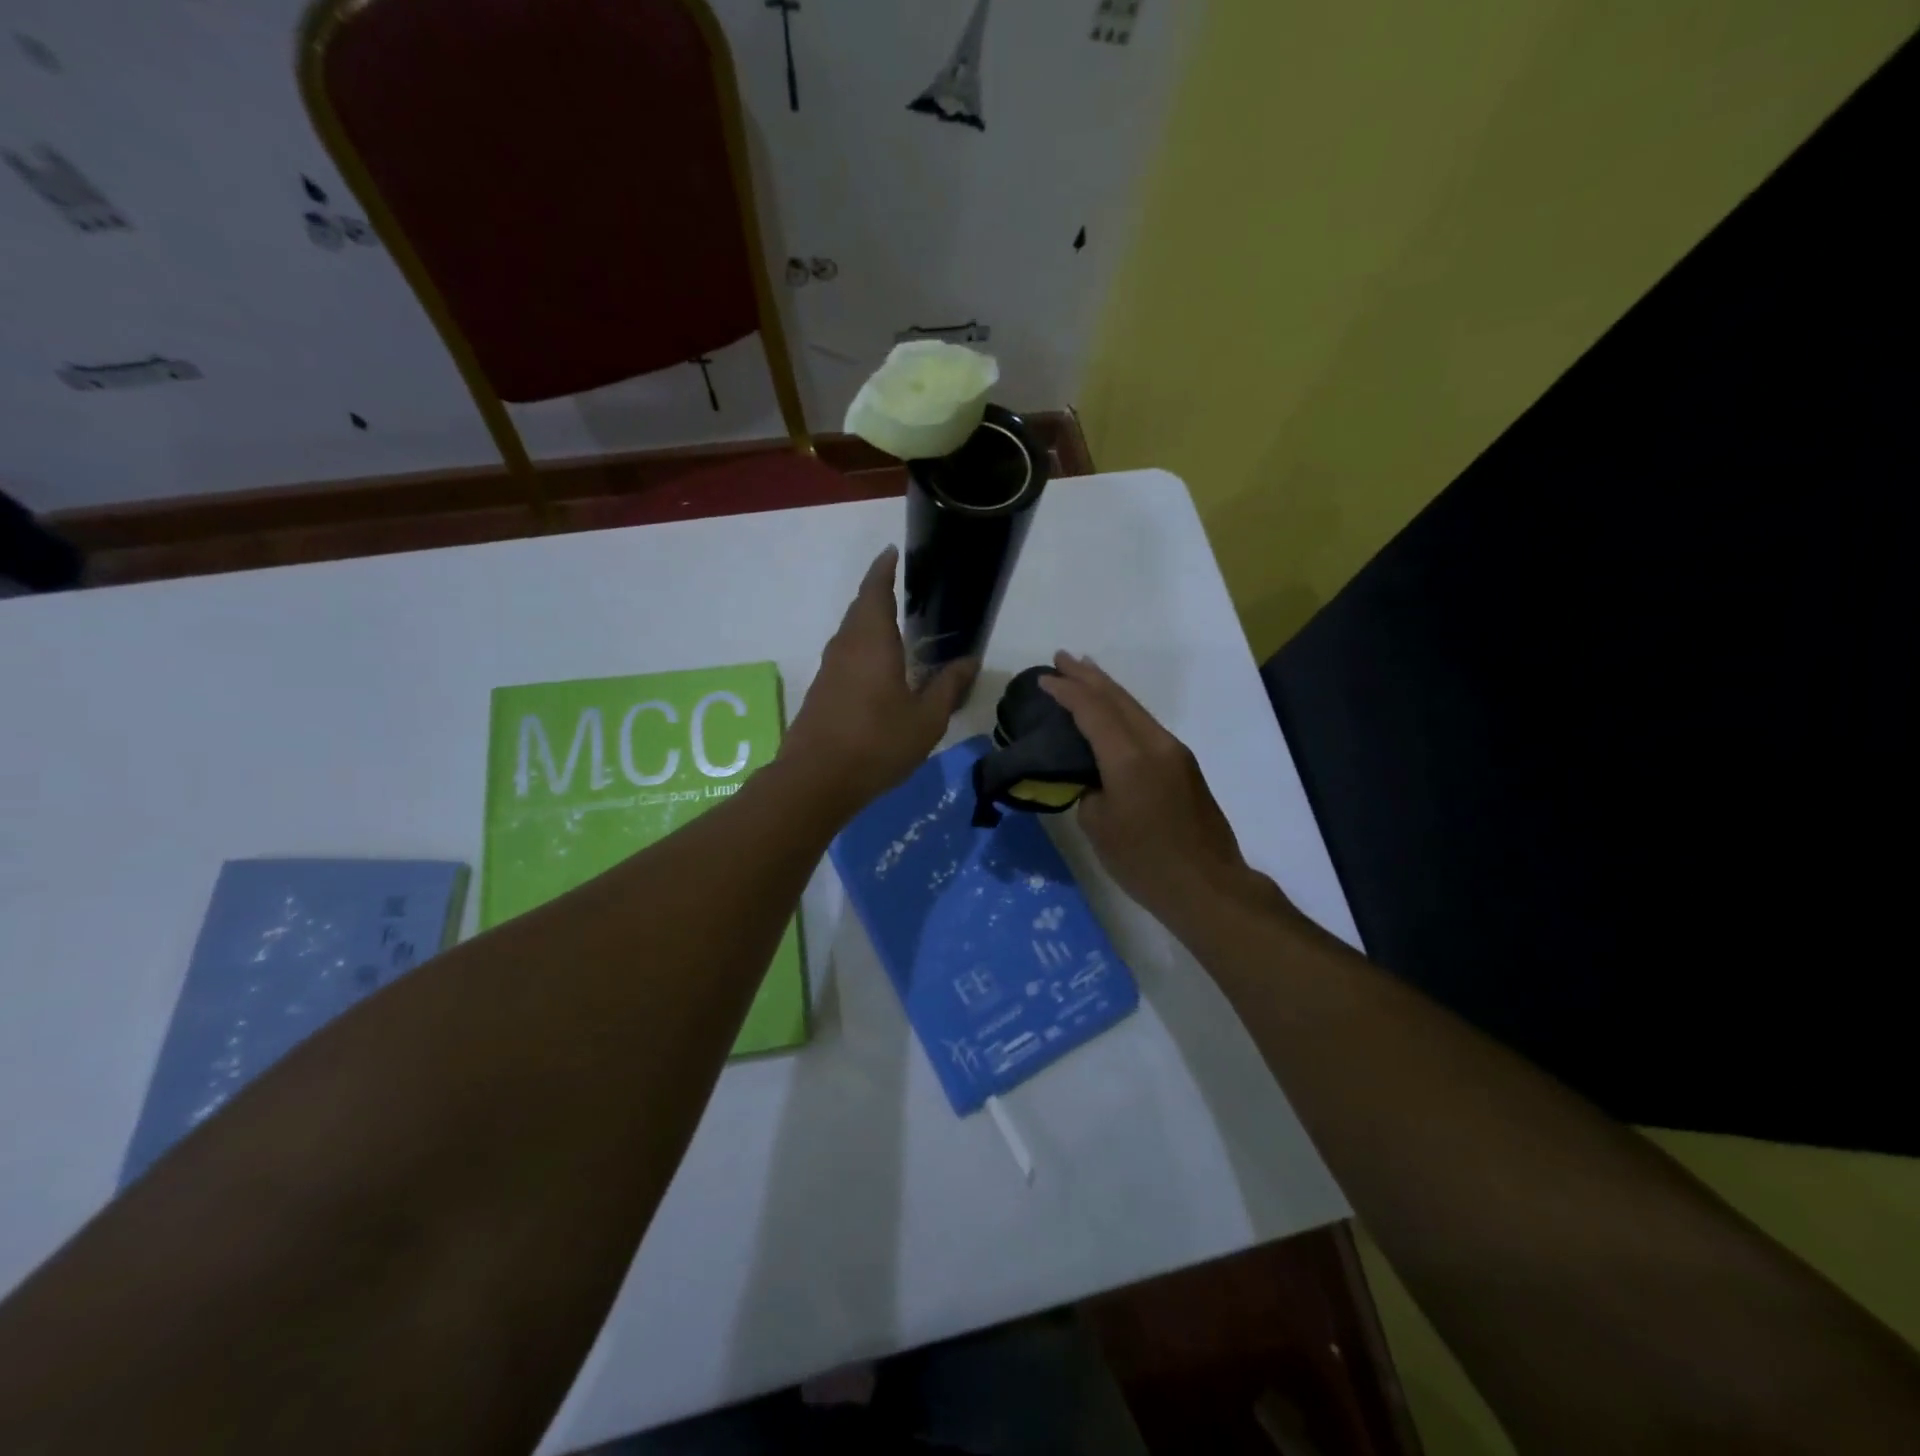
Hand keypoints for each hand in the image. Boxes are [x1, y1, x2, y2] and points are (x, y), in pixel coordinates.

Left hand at [782, 547, 976, 811]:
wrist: (816, 780)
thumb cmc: (877, 743)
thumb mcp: (926, 719)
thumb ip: (948, 687)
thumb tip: (970, 661)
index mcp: (872, 641)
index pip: (876, 591)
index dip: (884, 569)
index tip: (892, 552)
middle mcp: (846, 646)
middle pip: (860, 608)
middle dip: (877, 593)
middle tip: (900, 586)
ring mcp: (829, 669)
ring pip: (850, 632)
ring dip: (868, 621)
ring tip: (893, 624)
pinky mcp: (821, 691)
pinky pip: (845, 654)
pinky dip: (861, 646)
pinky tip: (876, 666)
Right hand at [1039, 653, 1284, 931]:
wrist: (1208, 886)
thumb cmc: (1145, 862)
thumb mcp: (1099, 828)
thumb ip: (1089, 790)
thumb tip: (1094, 777)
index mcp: (1129, 758)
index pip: (1092, 711)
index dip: (1066, 691)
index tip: (1044, 679)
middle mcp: (1155, 744)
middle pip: (1118, 699)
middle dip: (1087, 676)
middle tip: (1061, 658)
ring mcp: (1174, 752)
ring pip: (1135, 708)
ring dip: (1107, 689)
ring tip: (1084, 672)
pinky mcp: (1184, 765)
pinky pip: (1146, 725)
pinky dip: (1123, 710)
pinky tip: (1112, 712)